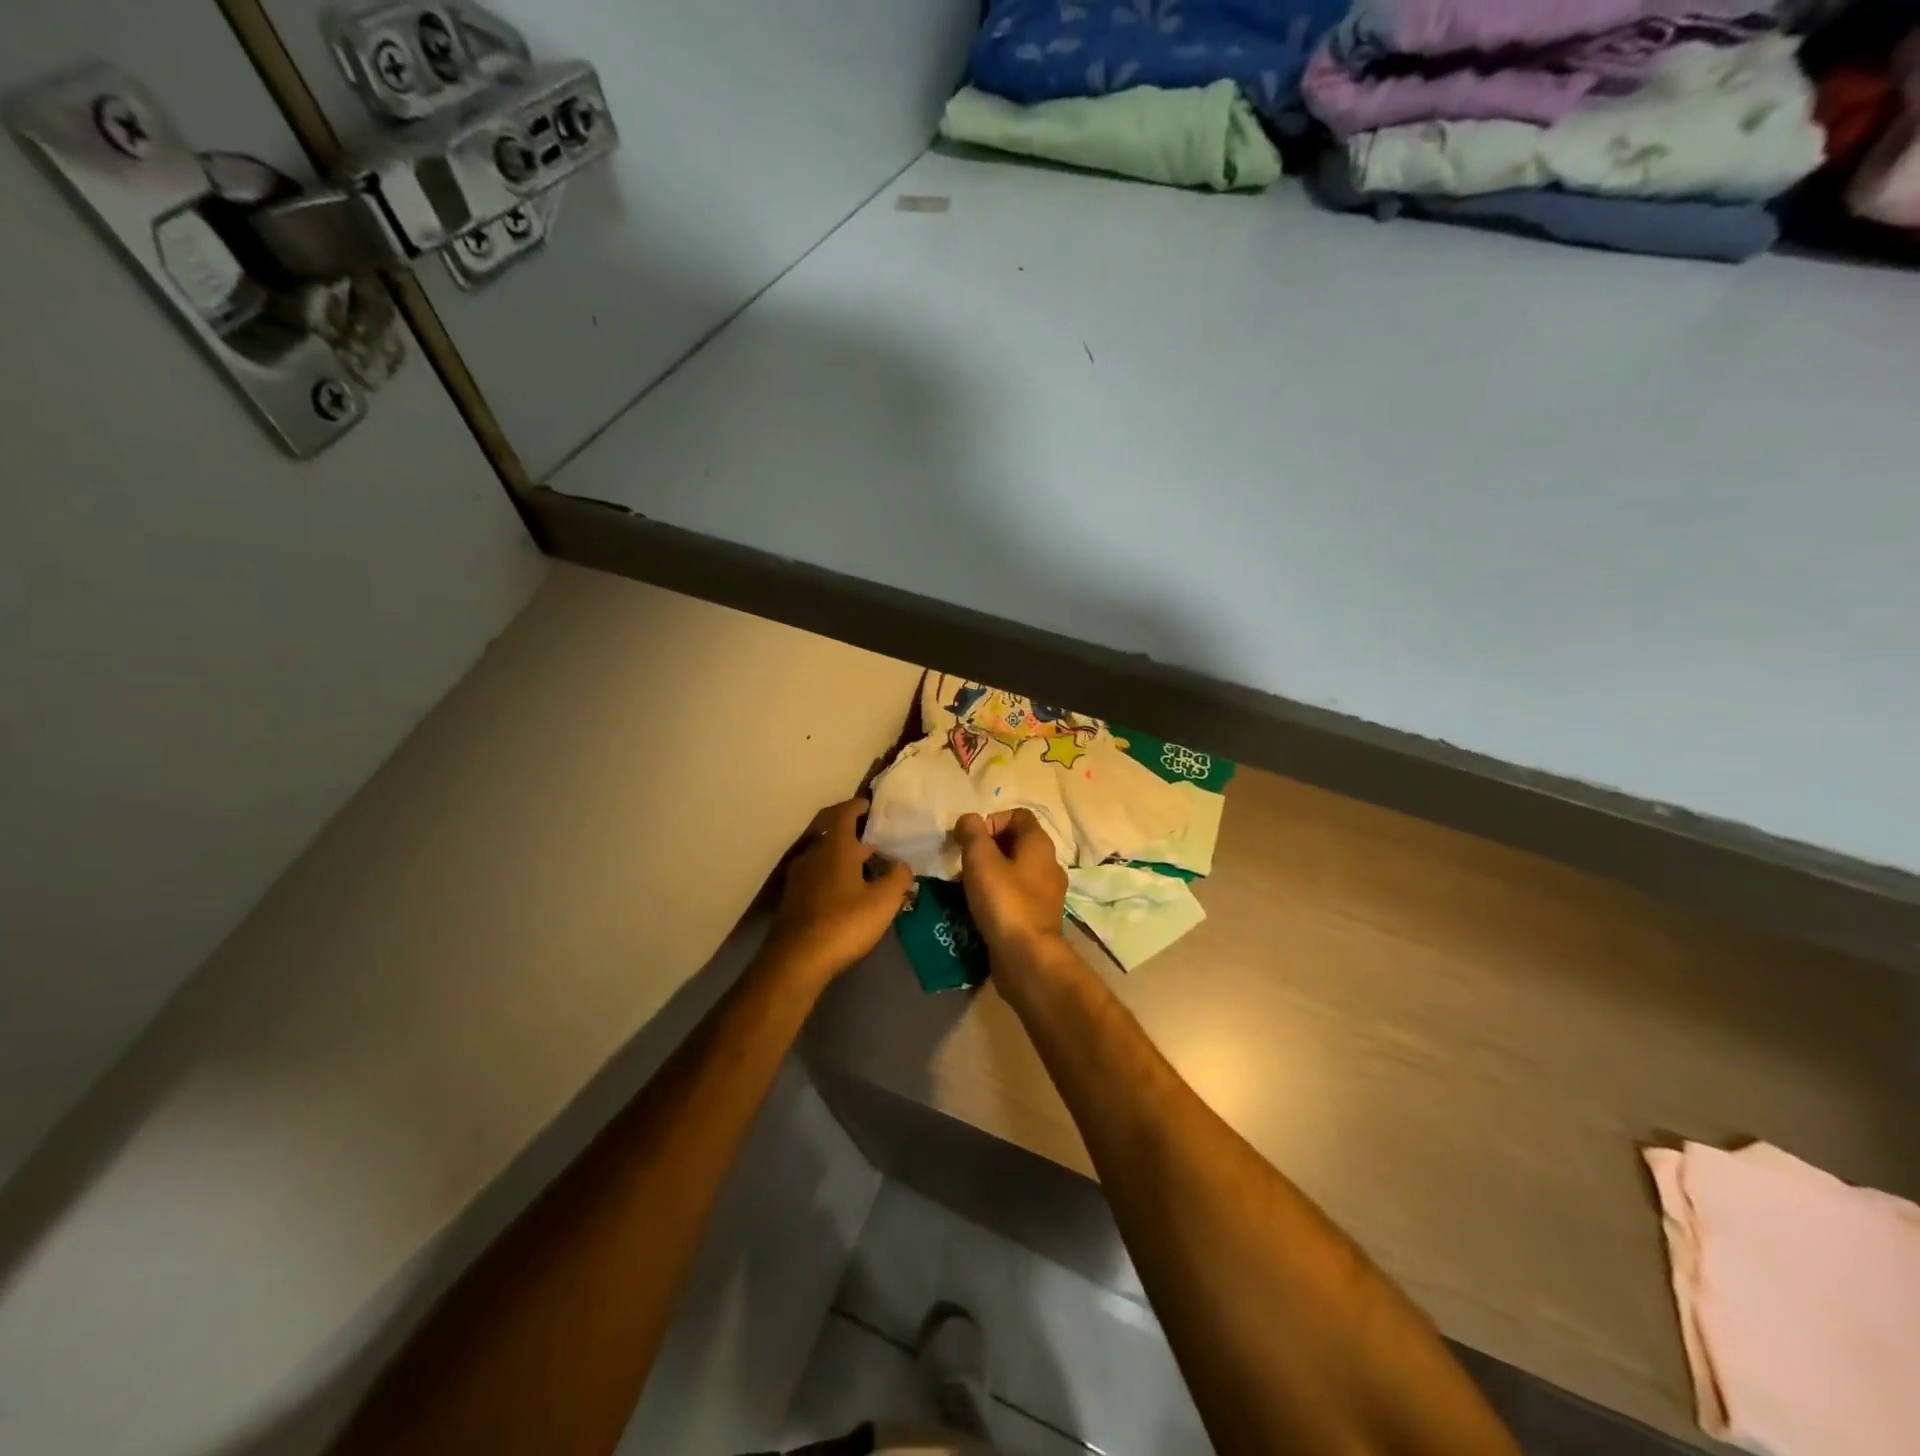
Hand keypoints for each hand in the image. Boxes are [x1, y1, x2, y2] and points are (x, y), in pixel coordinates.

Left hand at [764, 798, 913, 986]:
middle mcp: (813, 854)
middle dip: (855, 834)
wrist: (796, 961)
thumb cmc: (844, 923)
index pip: (845, 813)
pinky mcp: (792, 899)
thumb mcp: (884, 901)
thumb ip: (899, 877)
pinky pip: (816, 876)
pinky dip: (833, 875)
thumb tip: (902, 864)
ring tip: (866, 868)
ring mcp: (799, 877)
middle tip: (878, 840)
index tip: (873, 806)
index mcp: (835, 847)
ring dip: (844, 857)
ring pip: (824, 856)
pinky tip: (847, 893)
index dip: (859, 806)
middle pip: (834, 834)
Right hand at [954, 810, 1068, 963]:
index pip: (1018, 815)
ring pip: (1014, 871)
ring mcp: (1046, 893)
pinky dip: (998, 896)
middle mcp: (1049, 864)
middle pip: (1015, 842)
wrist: (1027, 958)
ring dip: (990, 874)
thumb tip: (969, 820)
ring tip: (968, 888)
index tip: (972, 841)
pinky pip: (1016, 896)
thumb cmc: (1005, 902)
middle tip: (965, 864)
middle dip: (987, 849)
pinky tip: (980, 909)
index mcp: (1039, 844)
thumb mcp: (981, 860)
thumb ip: (972, 833)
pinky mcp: (1038, 917)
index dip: (992, 821)